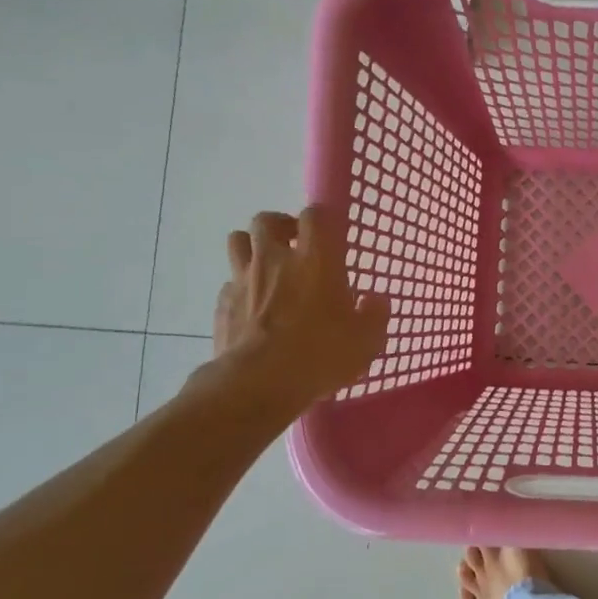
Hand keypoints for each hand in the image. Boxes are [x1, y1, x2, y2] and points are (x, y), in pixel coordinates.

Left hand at [206, 206, 389, 410]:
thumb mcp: (367, 340)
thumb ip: (375, 314)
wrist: (258, 384)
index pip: (316, 215)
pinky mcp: (222, 304)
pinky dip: (240, 287)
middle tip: (295, 244)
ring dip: (253, 247)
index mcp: (316, 260)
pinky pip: (229, 282)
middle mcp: (275, 259)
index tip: (331, 233)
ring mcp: (243, 279)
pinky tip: (252, 307)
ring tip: (267, 266)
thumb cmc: (320, 355)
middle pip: (266, 220)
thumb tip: (374, 299)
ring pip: (238, 241)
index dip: (323, 218)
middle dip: (281, 225)